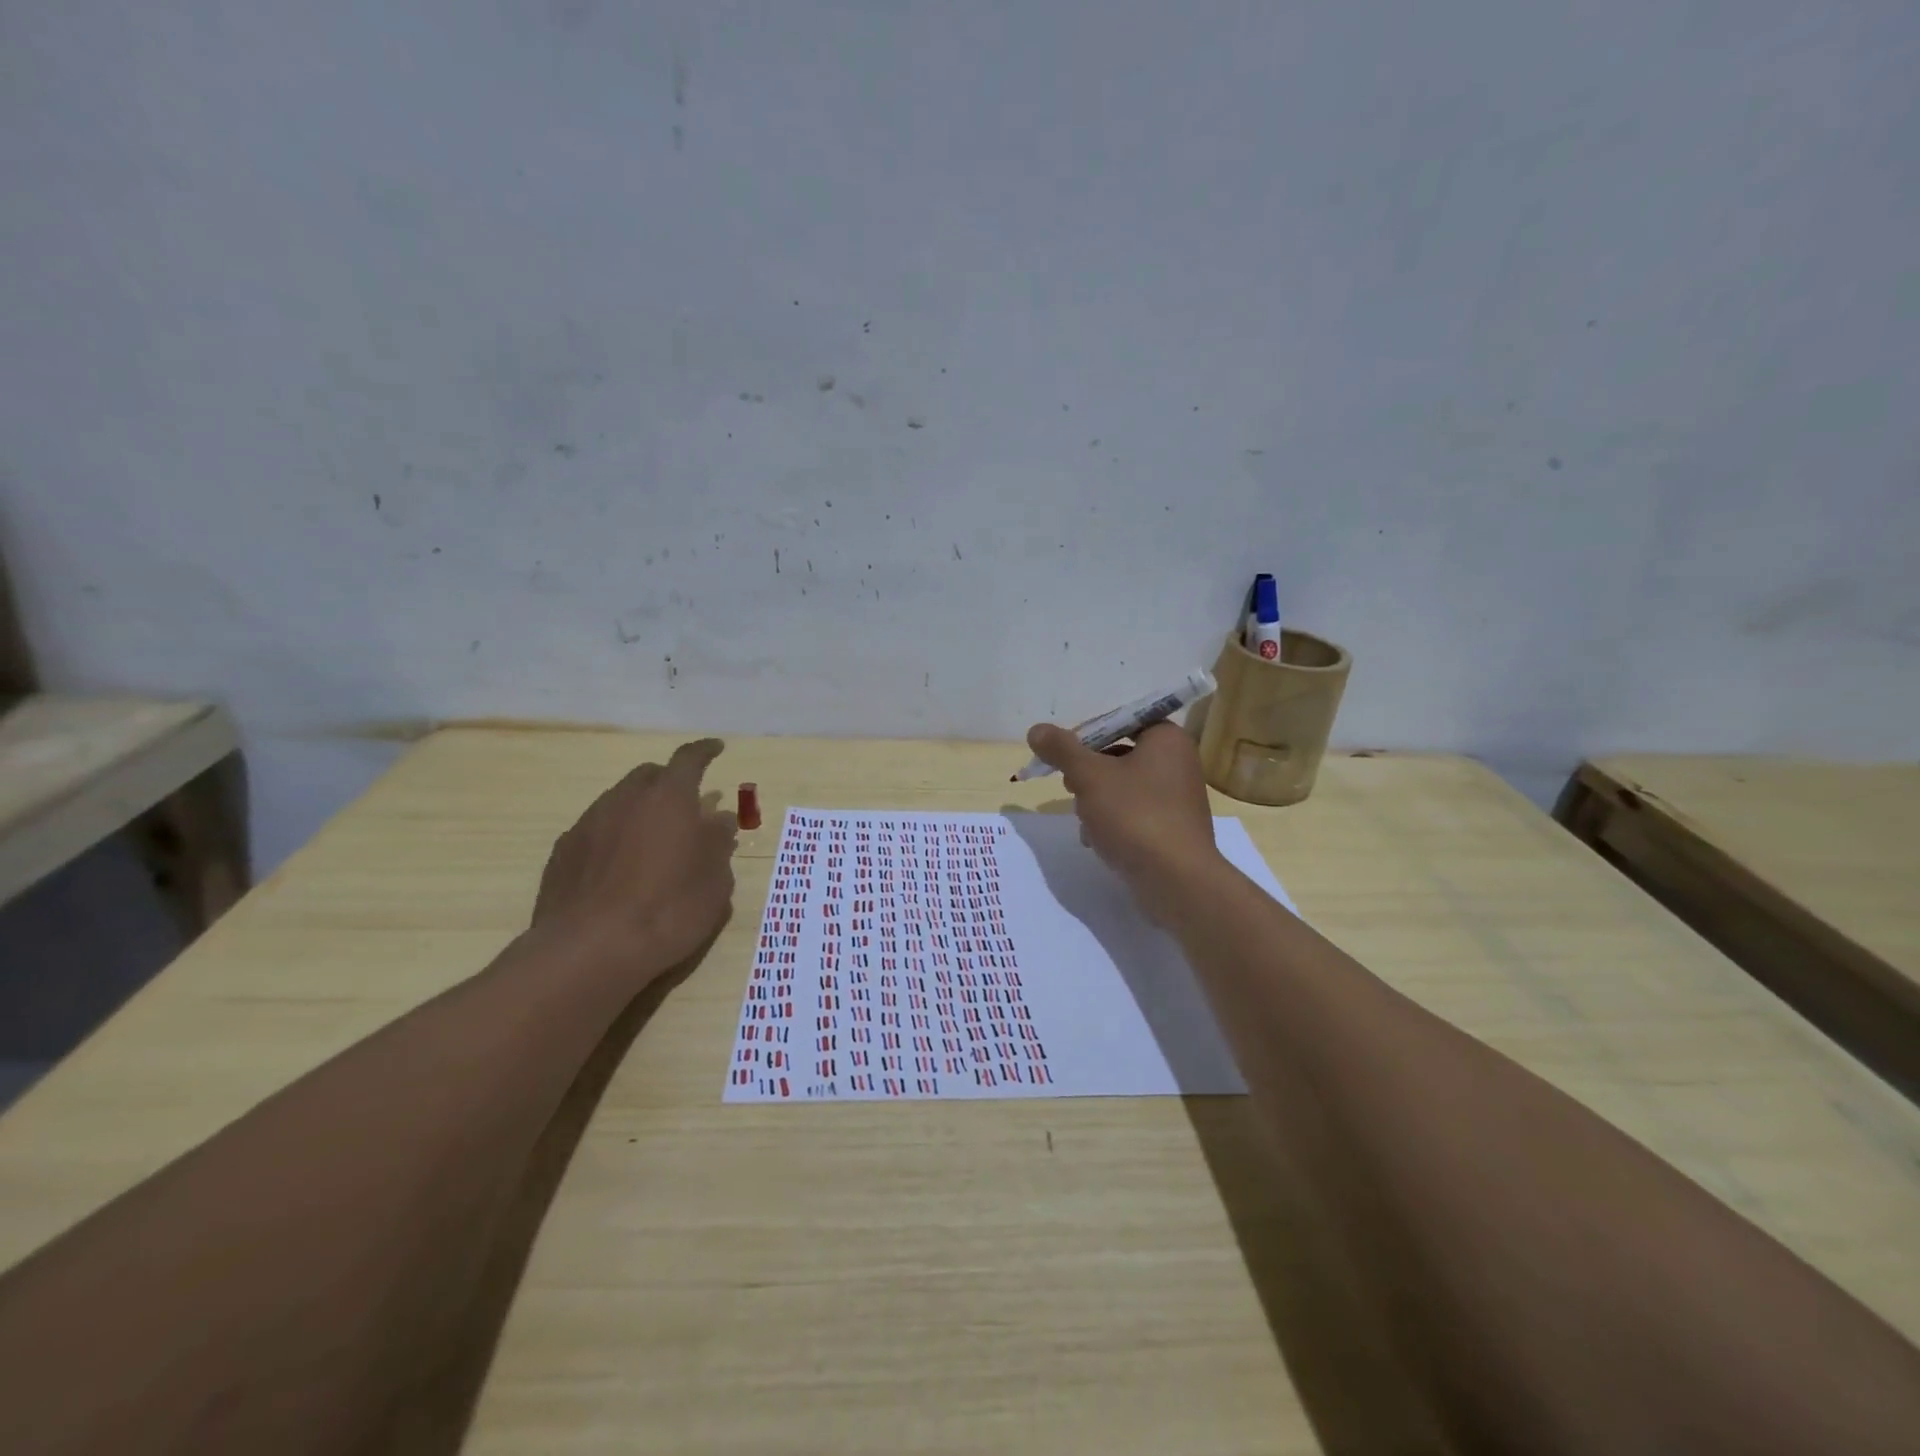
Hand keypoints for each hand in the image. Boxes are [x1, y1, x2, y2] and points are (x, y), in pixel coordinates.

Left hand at [532, 738, 737, 976]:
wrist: (590, 950)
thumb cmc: (668, 909)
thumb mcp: (715, 880)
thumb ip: (718, 843)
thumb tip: (718, 819)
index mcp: (669, 798)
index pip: (689, 759)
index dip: (705, 751)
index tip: (716, 748)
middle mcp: (626, 799)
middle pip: (649, 775)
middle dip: (669, 783)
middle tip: (686, 807)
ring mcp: (589, 823)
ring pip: (619, 801)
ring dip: (640, 811)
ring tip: (653, 842)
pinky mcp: (563, 851)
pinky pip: (596, 830)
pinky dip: (614, 836)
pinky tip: (620, 868)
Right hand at [1024, 720, 1224, 921]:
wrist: (1177, 881)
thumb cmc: (1135, 816)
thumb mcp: (1090, 776)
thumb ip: (1062, 750)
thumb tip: (1037, 729)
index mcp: (1166, 738)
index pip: (1118, 720)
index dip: (1085, 735)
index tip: (1061, 756)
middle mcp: (1177, 762)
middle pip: (1117, 754)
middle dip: (1088, 773)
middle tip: (1070, 787)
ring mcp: (1176, 798)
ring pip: (1121, 787)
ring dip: (1095, 801)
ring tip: (1085, 821)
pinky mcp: (1171, 829)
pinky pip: (1133, 814)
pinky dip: (1112, 822)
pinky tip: (1096, 841)